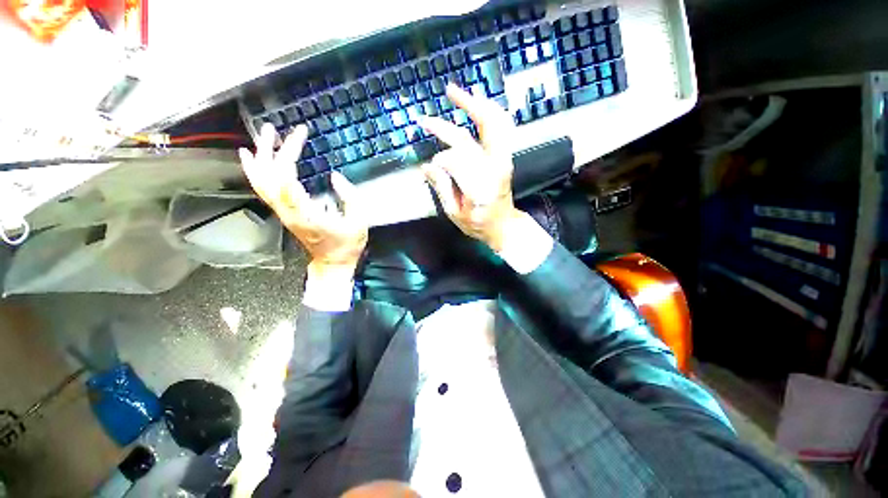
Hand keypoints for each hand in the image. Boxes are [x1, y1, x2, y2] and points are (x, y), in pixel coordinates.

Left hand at [239, 124, 367, 274]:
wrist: (333, 262)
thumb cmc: (347, 245)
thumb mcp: (359, 222)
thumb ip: (350, 198)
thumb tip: (335, 176)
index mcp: (307, 213)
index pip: (286, 177)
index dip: (289, 152)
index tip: (300, 135)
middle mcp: (288, 212)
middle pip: (269, 176)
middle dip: (272, 149)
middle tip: (278, 129)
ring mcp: (284, 213)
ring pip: (261, 182)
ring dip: (260, 156)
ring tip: (265, 135)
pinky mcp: (285, 213)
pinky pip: (264, 190)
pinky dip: (255, 171)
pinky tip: (251, 157)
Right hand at [418, 84, 522, 252]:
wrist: (503, 225)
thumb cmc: (478, 224)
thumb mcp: (455, 213)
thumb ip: (442, 188)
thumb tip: (427, 165)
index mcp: (480, 188)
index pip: (457, 161)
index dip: (441, 161)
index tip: (432, 167)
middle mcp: (495, 168)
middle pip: (478, 133)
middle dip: (454, 118)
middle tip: (435, 107)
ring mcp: (503, 159)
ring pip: (495, 122)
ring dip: (476, 104)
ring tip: (456, 92)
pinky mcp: (505, 156)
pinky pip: (501, 127)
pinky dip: (489, 112)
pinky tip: (476, 105)